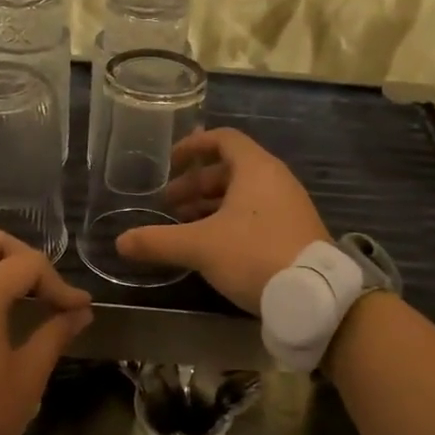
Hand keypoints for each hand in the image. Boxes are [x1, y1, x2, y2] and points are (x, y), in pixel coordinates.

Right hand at [116, 127, 327, 312]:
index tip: (170, 163)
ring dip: (210, 205)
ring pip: (242, 195)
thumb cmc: (254, 255)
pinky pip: (256, 214)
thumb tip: (120, 241)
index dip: (193, 147)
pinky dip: (230, 220)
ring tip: (184, 225)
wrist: (314, 295)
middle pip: (230, 169)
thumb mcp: (200, 247)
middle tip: (169, 204)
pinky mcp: (294, 231)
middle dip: (196, 184)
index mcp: (256, 169)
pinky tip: (212, 246)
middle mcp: (275, 180)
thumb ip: (158, 241)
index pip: (223, 140)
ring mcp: (288, 206)